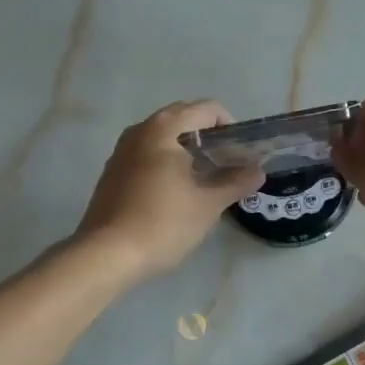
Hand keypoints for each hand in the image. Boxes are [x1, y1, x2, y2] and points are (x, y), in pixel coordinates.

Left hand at [75, 101, 264, 280]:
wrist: (106, 255)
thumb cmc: (163, 223)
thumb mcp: (208, 204)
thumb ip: (235, 182)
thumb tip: (257, 171)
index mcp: (164, 129)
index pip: (207, 109)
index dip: (231, 127)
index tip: (242, 154)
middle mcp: (140, 130)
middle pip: (184, 119)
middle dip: (210, 138)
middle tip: (228, 165)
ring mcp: (122, 151)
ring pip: (164, 138)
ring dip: (188, 150)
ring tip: (205, 179)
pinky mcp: (112, 172)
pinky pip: (147, 154)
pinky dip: (168, 162)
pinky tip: (177, 192)